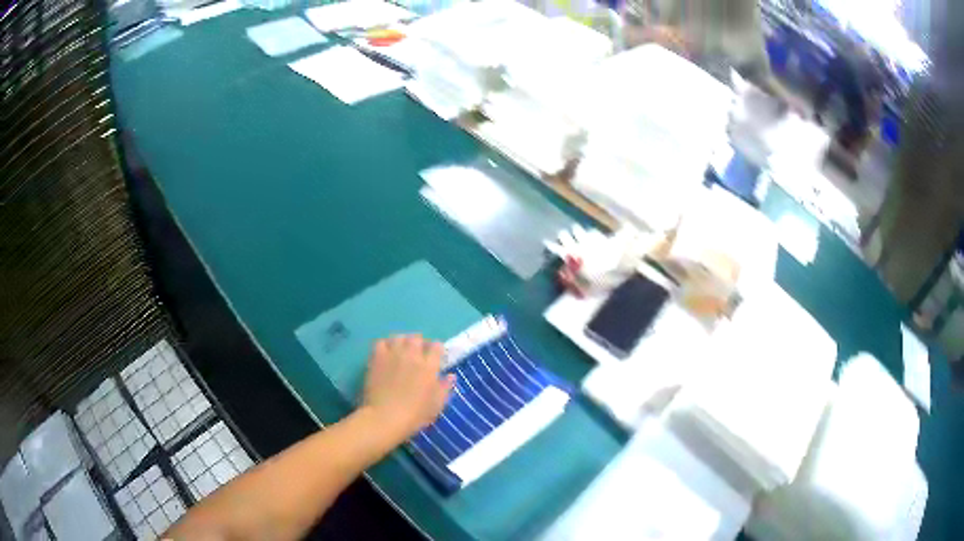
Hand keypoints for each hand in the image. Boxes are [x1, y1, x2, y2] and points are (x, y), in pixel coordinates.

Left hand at [360, 335, 454, 440]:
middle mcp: (412, 355)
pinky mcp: (377, 358)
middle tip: (418, 355)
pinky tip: (386, 354)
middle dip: (419, 344)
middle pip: (417, 338)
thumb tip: (450, 376)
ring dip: (402, 342)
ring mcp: (393, 354)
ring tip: (401, 351)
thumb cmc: (414, 415)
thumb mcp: (436, 405)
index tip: (435, 358)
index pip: (437, 346)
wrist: (385, 417)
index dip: (436, 350)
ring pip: (399, 337)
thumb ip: (445, 388)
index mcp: (429, 366)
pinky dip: (385, 345)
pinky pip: (381, 342)